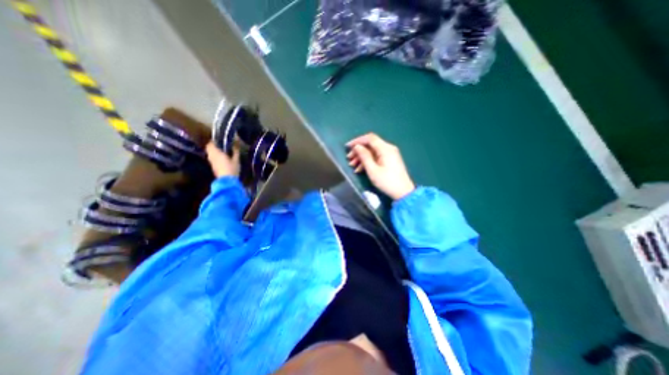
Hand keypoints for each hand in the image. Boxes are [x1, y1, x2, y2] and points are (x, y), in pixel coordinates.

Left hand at [207, 143, 242, 177]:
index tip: (219, 140)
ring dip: (214, 152)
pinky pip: (212, 159)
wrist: (227, 181)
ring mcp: (211, 162)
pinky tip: (222, 159)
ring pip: (210, 154)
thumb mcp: (236, 160)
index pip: (210, 144)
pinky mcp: (213, 167)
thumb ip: (235, 151)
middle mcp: (211, 156)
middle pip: (209, 149)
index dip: (213, 141)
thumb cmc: (232, 169)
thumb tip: (236, 144)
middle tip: (221, 146)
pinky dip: (215, 157)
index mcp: (216, 153)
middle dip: (213, 146)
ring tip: (222, 152)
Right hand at [348, 133, 415, 199]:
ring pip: (372, 151)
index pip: (369, 138)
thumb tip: (357, 146)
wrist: (403, 192)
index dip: (357, 141)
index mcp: (385, 149)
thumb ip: (364, 156)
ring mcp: (390, 154)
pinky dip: (368, 161)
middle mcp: (388, 148)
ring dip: (361, 157)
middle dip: (358, 151)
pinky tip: (360, 169)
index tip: (347, 147)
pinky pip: (376, 157)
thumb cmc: (387, 182)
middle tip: (349, 159)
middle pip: (370, 145)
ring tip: (352, 166)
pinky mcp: (389, 160)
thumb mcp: (373, 170)